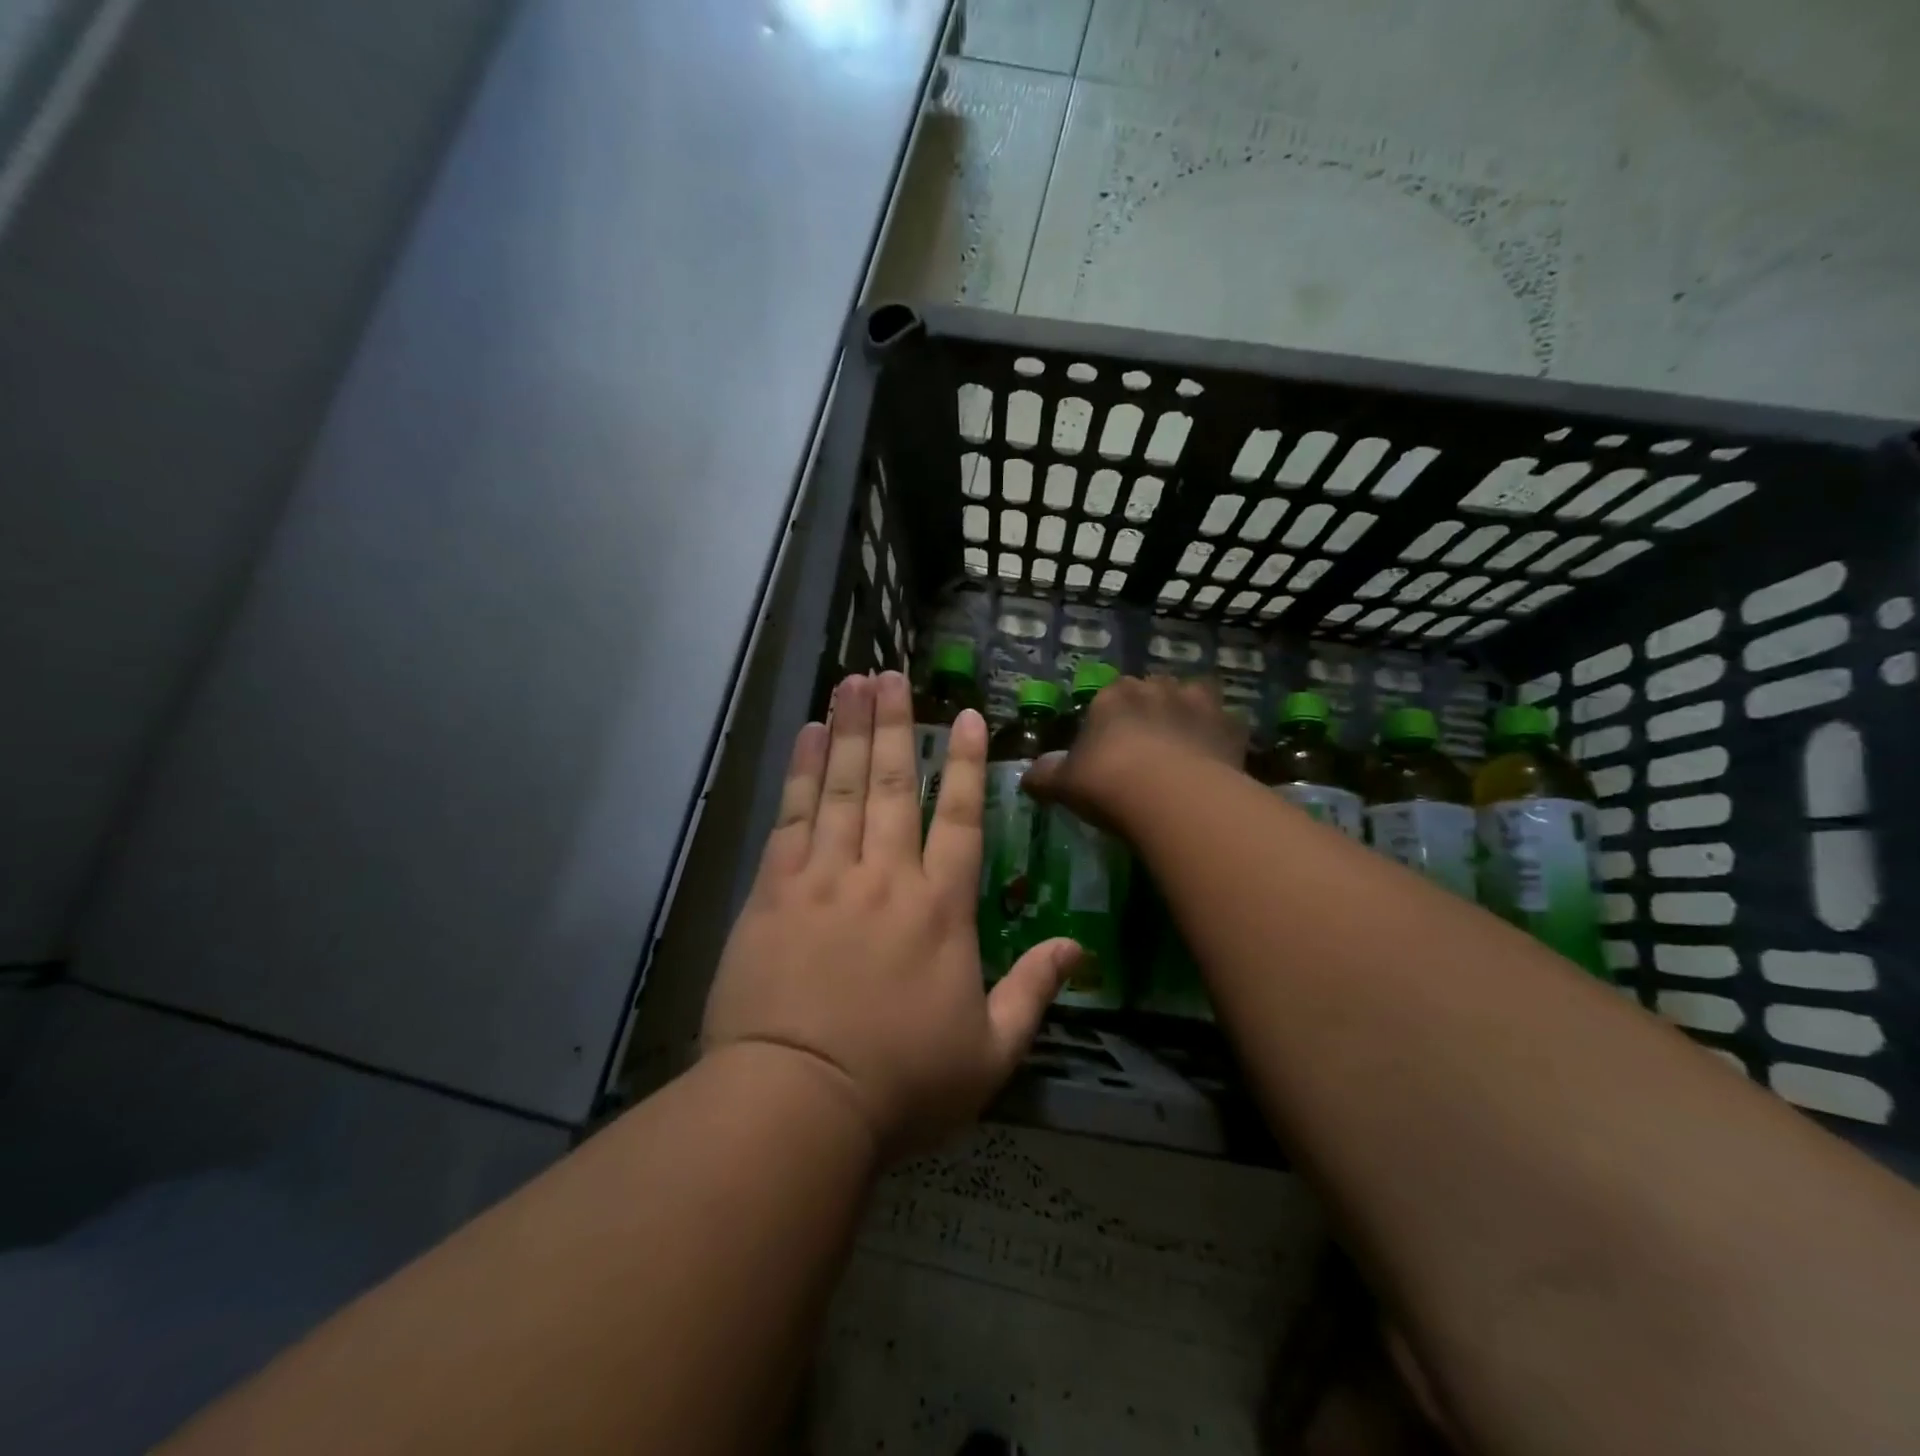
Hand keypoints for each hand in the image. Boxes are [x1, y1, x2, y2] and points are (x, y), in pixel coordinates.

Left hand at [702, 671, 1081, 1159]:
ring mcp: (826, 877)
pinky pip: (793, 815)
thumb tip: (1079, 949)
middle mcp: (886, 876)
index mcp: (941, 909)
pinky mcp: (775, 890)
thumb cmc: (901, 1086)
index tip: (964, 715)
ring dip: (852, 729)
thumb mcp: (989, 1054)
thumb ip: (1034, 992)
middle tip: (893, 674)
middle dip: (897, 724)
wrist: (796, 1104)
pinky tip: (809, 734)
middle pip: (896, 784)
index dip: (965, 764)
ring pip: (844, 786)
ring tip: (854, 681)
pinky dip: (803, 771)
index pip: (960, 819)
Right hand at [1023, 674, 1246, 825]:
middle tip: (1145, 749)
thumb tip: (1029, 776)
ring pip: (1193, 698)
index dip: (1108, 721)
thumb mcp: (1064, 784)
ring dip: (1188, 715)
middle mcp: (1156, 689)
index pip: (1108, 697)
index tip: (1107, 748)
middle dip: (1149, 712)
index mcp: (1112, 695)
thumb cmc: (1109, 782)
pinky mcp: (1232, 727)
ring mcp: (1199, 704)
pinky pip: (1226, 727)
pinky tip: (1214, 763)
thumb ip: (1045, 776)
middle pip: (1152, 692)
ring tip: (1184, 748)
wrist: (1173, 798)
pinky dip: (1220, 740)